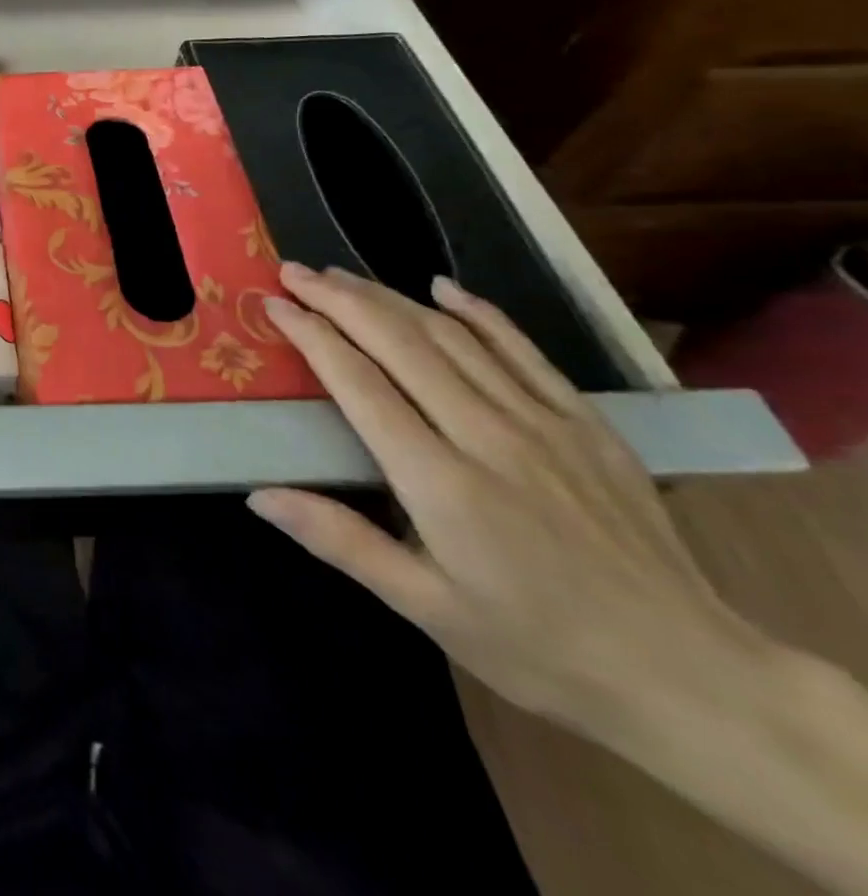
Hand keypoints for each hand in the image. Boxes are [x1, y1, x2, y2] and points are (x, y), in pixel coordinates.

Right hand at [252, 264, 769, 742]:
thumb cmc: (537, 647)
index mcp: (441, 482)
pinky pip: (523, 350)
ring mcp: (544, 423)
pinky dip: (479, 312)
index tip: (275, 305)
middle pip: (400, 343)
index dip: (312, 335)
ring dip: (391, 297)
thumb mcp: (426, 609)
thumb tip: (259, 496)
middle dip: (339, 299)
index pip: (360, 383)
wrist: (689, 676)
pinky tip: (443, 288)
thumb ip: (340, 541)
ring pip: (453, 336)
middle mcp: (489, 435)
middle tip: (295, 272)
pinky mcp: (586, 423)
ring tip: (343, 276)